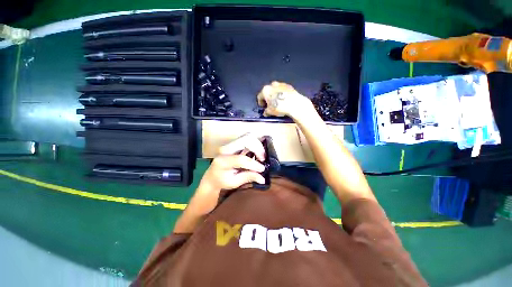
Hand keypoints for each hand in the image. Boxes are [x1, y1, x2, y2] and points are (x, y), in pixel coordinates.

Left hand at [193, 134, 266, 212]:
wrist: (212, 176)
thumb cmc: (221, 181)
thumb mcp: (234, 183)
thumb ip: (248, 177)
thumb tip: (263, 178)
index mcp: (223, 161)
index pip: (241, 159)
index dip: (253, 164)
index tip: (262, 169)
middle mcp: (225, 149)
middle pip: (246, 140)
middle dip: (258, 148)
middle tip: (262, 159)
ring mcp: (230, 144)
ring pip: (247, 136)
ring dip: (257, 145)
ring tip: (261, 156)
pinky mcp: (234, 143)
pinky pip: (247, 138)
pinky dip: (255, 143)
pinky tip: (258, 152)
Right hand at [257, 81, 310, 118]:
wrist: (294, 104)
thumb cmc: (279, 107)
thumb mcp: (270, 112)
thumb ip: (266, 111)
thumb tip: (265, 112)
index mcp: (265, 90)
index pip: (260, 96)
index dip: (260, 103)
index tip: (263, 107)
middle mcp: (272, 85)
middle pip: (267, 91)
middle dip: (268, 97)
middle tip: (270, 104)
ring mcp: (281, 84)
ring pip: (275, 89)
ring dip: (275, 94)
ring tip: (278, 101)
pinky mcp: (288, 85)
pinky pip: (282, 90)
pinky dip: (282, 93)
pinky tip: (284, 99)